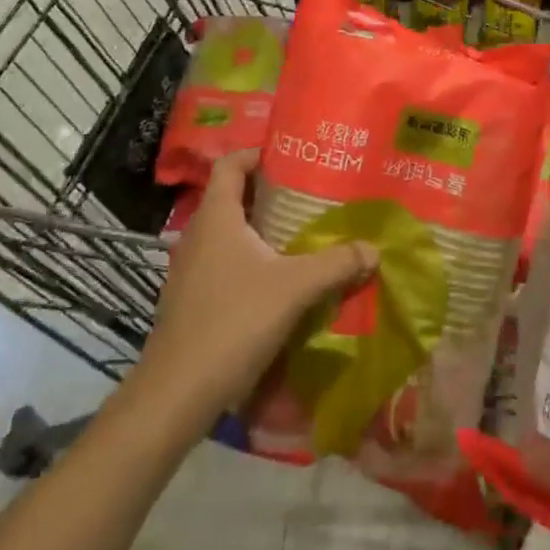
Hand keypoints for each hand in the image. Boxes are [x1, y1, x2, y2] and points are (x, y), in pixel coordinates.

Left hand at [128, 151, 377, 433]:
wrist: (175, 395)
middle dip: (270, 193)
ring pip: (229, 233)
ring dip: (261, 230)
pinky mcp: (190, 300)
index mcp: (217, 217)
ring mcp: (190, 269)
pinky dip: (250, 261)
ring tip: (300, 236)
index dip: (257, 153)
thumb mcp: (295, 288)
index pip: (230, 164)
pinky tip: (278, 282)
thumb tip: (373, 249)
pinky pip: (223, 263)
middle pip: (233, 197)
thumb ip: (336, 264)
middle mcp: (198, 234)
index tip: (291, 157)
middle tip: (309, 196)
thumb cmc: (233, 322)